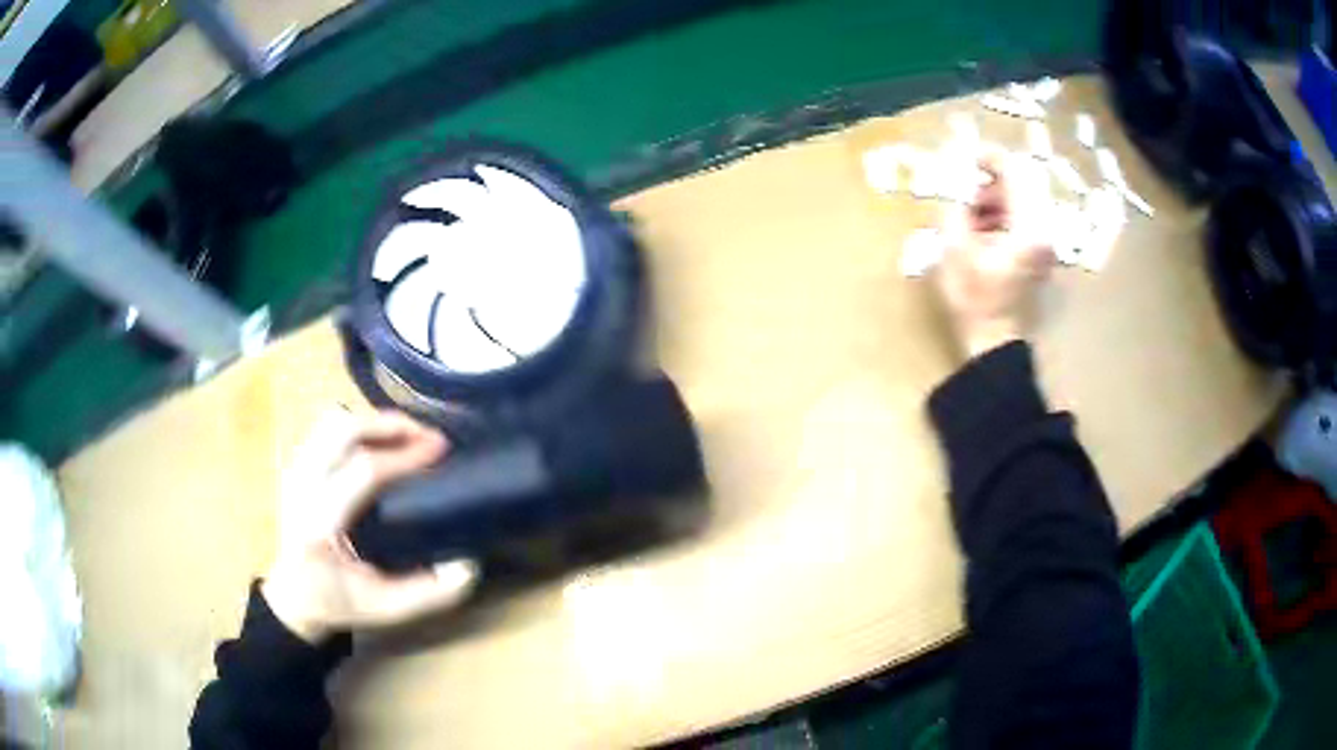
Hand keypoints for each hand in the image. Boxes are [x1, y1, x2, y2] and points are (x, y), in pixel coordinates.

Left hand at [262, 410, 477, 642]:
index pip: (362, 472)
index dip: (403, 455)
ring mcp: (294, 472)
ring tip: (406, 436)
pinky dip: (358, 426)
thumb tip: (466, 566)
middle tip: (427, 434)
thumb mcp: (386, 609)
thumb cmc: (339, 602)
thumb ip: (428, 593)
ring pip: (331, 422)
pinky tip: (380, 443)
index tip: (439, 449)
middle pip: (341, 431)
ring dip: (373, 422)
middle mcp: (301, 489)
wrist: (294, 596)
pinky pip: (326, 428)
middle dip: (389, 425)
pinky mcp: (296, 465)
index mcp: (319, 525)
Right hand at [933, 150, 1054, 358]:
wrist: (995, 344)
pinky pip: (1021, 220)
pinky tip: (980, 234)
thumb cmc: (975, 299)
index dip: (986, 157)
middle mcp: (1044, 230)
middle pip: (1018, 185)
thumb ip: (955, 203)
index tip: (962, 158)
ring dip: (992, 200)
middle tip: (961, 192)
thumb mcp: (955, 247)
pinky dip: (1000, 217)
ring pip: (1019, 202)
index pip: (1014, 171)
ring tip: (967, 216)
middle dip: (986, 182)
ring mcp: (1044, 244)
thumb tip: (953, 173)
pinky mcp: (1039, 254)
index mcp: (1029, 226)